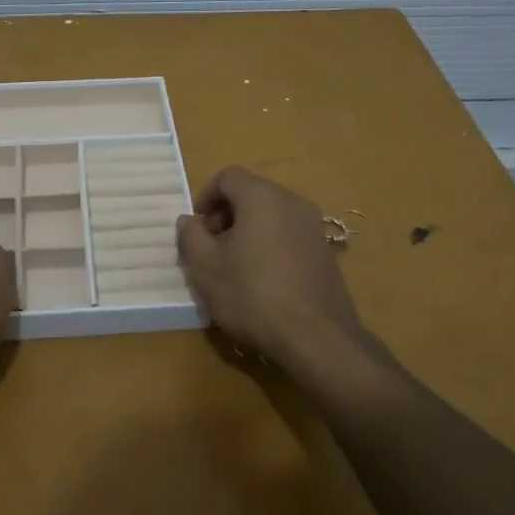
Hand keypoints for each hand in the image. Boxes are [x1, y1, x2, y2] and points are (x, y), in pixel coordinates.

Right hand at [175, 167, 362, 365]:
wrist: (316, 337)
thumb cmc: (253, 295)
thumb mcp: (206, 267)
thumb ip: (191, 236)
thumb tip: (188, 220)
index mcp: (262, 197)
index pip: (228, 177)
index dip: (205, 196)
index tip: (196, 228)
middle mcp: (293, 202)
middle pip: (252, 194)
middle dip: (226, 215)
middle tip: (211, 248)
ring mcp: (314, 227)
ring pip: (271, 215)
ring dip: (247, 231)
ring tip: (234, 267)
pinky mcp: (326, 252)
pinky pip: (289, 235)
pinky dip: (270, 245)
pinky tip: (262, 281)